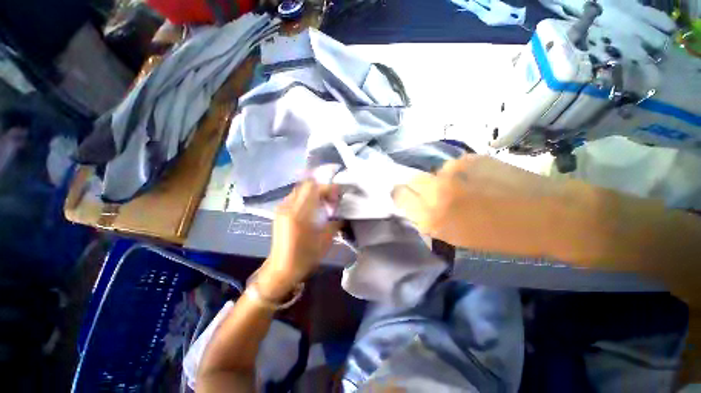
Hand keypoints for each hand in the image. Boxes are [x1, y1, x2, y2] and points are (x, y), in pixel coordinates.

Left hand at [257, 180, 341, 300]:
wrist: (281, 269)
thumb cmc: (305, 256)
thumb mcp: (326, 239)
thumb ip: (335, 222)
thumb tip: (342, 213)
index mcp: (299, 213)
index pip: (314, 188)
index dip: (329, 188)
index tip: (338, 197)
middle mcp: (287, 206)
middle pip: (306, 185)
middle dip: (322, 189)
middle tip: (331, 200)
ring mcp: (281, 208)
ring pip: (300, 189)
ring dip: (314, 193)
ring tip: (323, 205)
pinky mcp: (279, 212)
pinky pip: (295, 196)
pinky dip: (307, 197)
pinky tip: (312, 209)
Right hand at [392, 154, 565, 253]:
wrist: (548, 214)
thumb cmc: (500, 237)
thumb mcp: (456, 238)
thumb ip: (429, 219)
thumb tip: (417, 206)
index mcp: (431, 215)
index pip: (399, 195)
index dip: (401, 196)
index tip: (408, 199)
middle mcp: (436, 189)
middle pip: (411, 179)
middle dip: (418, 187)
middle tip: (434, 195)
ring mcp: (453, 169)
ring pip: (434, 172)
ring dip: (441, 181)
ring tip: (463, 189)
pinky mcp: (470, 157)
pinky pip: (453, 166)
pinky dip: (458, 174)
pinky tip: (478, 180)